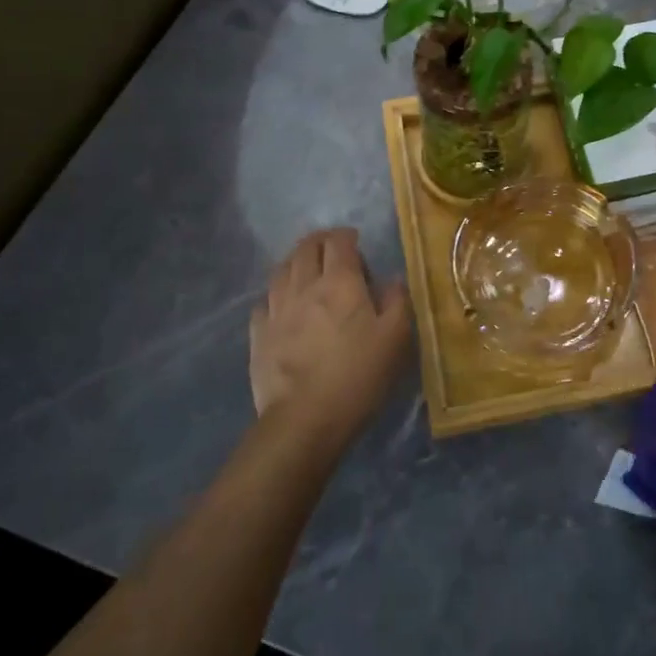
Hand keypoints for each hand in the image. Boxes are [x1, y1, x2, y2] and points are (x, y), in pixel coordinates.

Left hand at [249, 229, 410, 448]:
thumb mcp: (396, 339)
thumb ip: (397, 302)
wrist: (304, 420)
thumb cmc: (357, 376)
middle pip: (306, 248)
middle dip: (320, 241)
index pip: (339, 242)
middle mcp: (304, 286)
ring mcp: (276, 309)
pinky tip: (283, 305)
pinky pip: (264, 301)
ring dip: (296, 262)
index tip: (356, 242)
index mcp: (340, 282)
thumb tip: (392, 280)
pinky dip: (276, 294)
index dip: (347, 236)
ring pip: (282, 269)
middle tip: (332, 249)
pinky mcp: (258, 334)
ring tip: (306, 269)